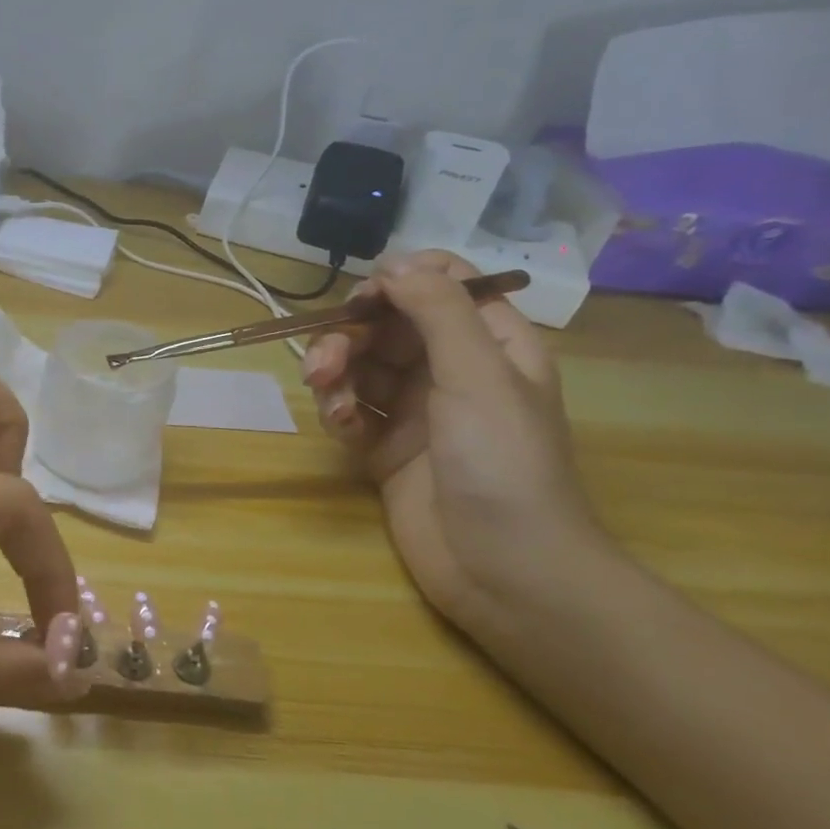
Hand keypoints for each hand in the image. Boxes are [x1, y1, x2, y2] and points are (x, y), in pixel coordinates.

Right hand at [300, 251, 606, 629]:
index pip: (441, 286)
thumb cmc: (503, 462)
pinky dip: (338, 413)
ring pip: (359, 367)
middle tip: (326, 362)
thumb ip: (437, 311)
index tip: (366, 299)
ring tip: (329, 399)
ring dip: (335, 375)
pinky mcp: (384, 446)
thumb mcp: (477, 375)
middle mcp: (450, 370)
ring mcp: (415, 410)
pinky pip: (350, 411)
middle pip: (386, 326)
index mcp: (490, 344)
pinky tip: (341, 429)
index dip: (399, 282)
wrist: (503, 568)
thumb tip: (396, 260)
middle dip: (350, 337)